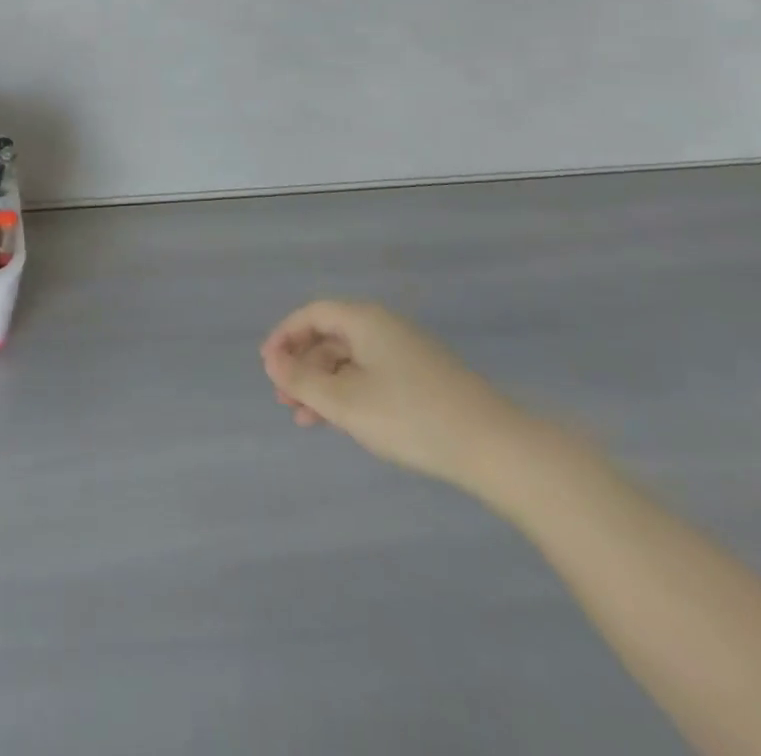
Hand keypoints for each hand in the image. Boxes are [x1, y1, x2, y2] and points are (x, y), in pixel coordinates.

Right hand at [261, 300, 535, 489]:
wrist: (492, 446)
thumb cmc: (409, 416)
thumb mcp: (344, 401)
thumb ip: (302, 379)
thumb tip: (272, 359)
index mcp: (365, 320)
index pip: (313, 314)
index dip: (285, 335)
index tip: (267, 366)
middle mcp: (385, 327)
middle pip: (331, 336)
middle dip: (302, 365)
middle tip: (283, 398)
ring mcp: (407, 352)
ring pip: (351, 360)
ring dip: (323, 384)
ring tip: (305, 419)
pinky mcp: (424, 378)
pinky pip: (372, 375)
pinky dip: (349, 393)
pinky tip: (343, 422)